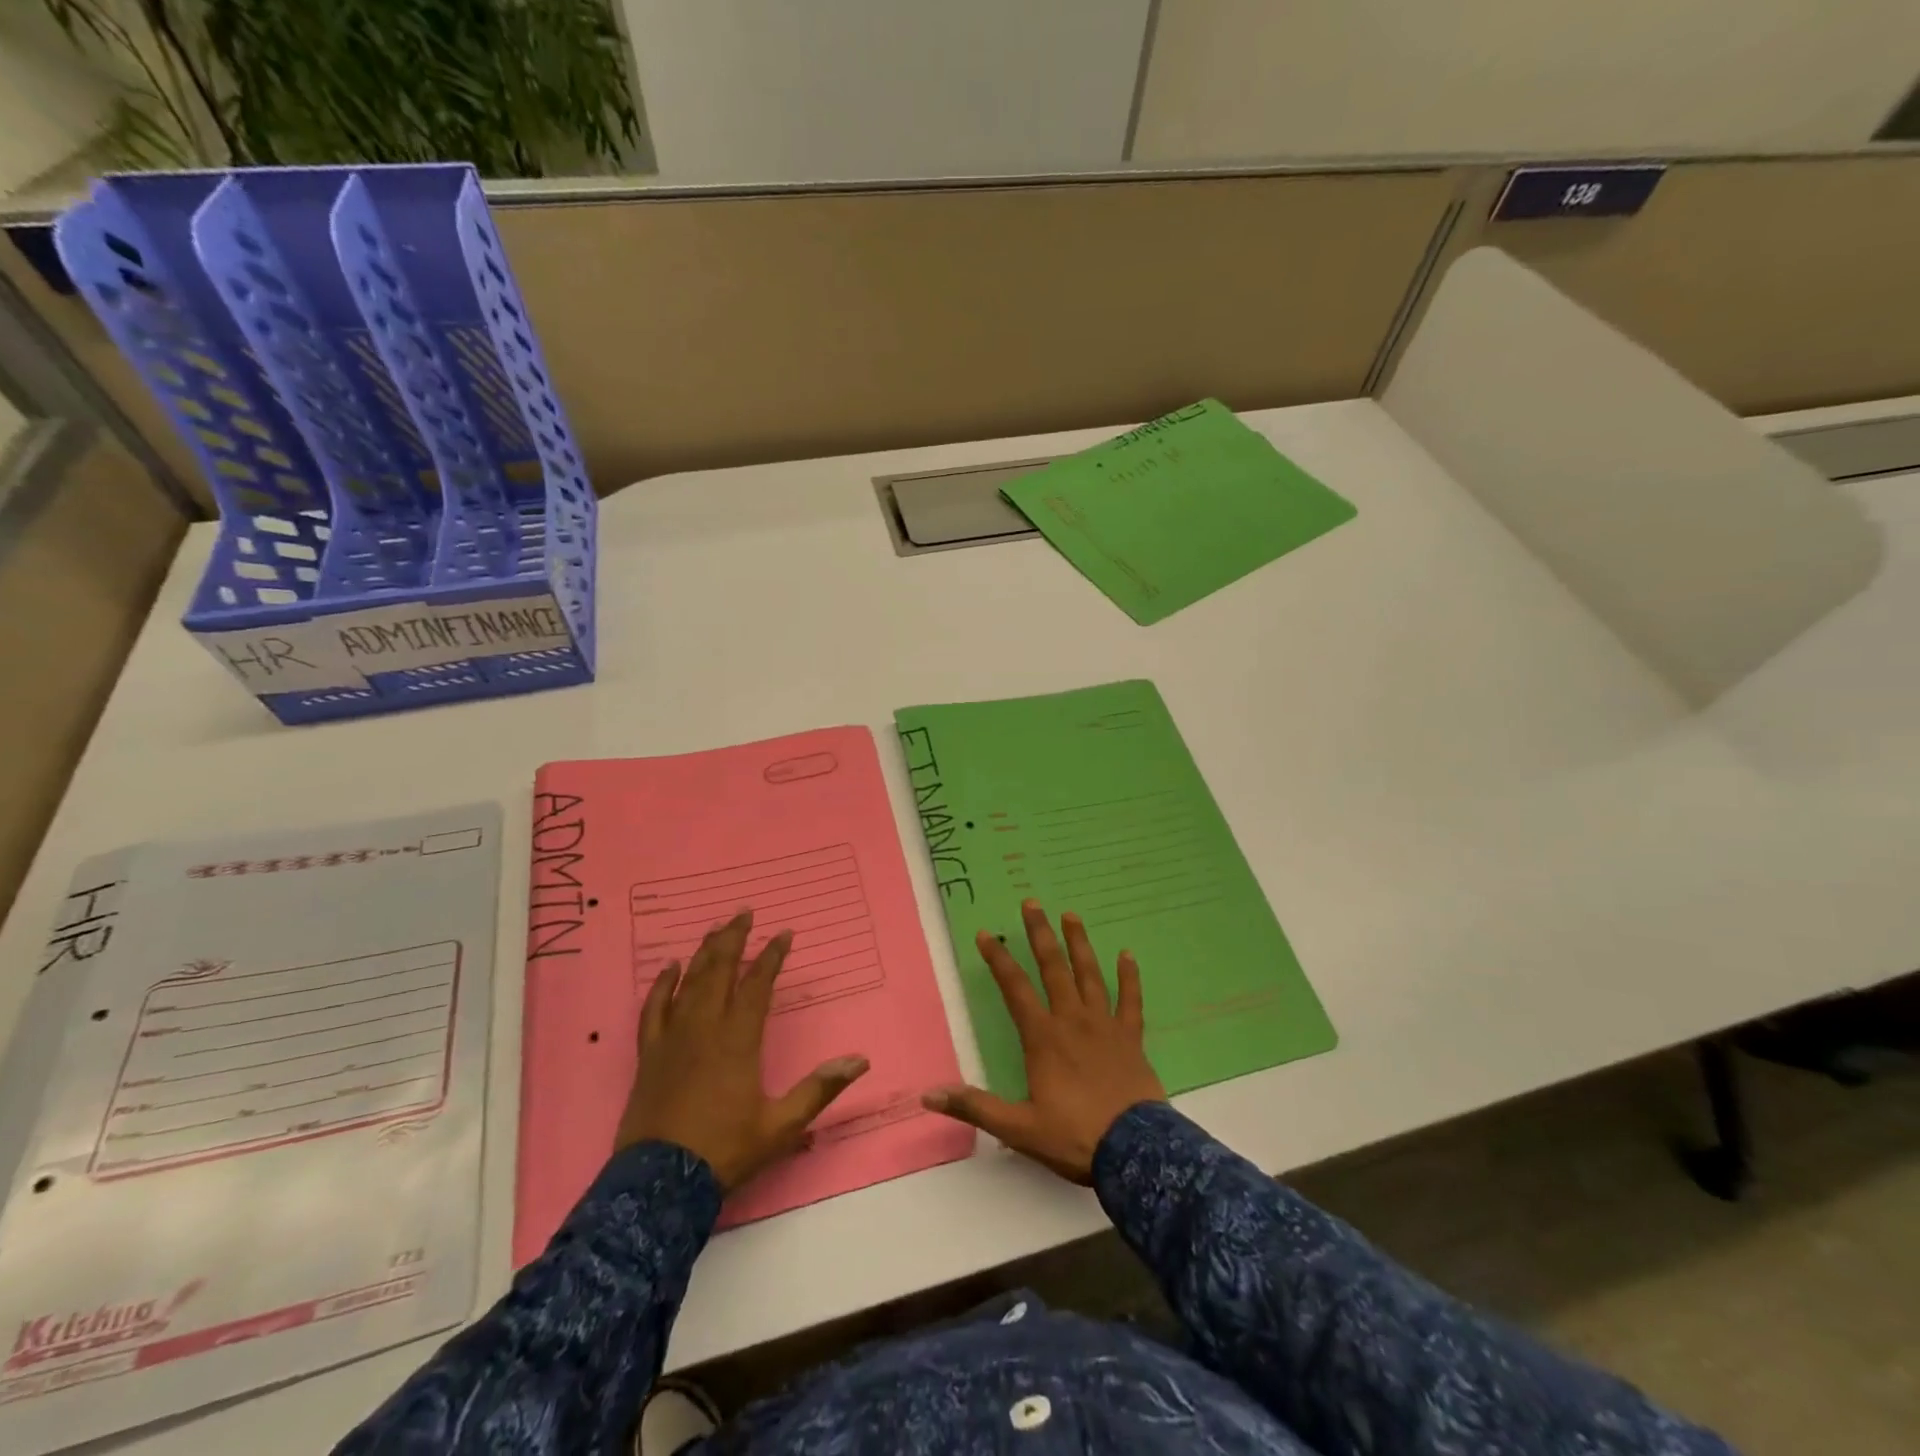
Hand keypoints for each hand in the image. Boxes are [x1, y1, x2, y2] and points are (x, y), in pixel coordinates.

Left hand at [615, 910, 869, 1189]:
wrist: (659, 1184)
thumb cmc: (725, 1150)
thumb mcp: (781, 1125)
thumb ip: (820, 1089)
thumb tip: (860, 1061)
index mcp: (739, 1039)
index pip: (757, 985)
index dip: (771, 957)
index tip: (783, 934)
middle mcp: (705, 1028)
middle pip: (719, 970)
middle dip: (734, 938)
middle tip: (744, 913)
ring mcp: (674, 1038)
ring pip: (689, 982)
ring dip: (704, 952)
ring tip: (716, 928)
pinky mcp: (650, 1053)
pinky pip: (654, 1008)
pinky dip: (662, 984)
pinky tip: (669, 967)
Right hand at [923, 900, 1164, 1183]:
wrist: (1135, 1153)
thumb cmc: (1074, 1137)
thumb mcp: (1018, 1128)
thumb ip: (975, 1107)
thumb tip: (929, 1095)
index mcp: (1043, 1038)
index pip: (1015, 989)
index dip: (999, 960)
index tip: (987, 934)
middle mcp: (1072, 1020)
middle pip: (1054, 969)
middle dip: (1040, 935)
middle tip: (1032, 903)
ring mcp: (1105, 1025)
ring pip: (1090, 975)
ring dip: (1079, 944)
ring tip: (1071, 915)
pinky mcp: (1131, 1037)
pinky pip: (1131, 1000)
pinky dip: (1130, 977)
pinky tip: (1128, 955)